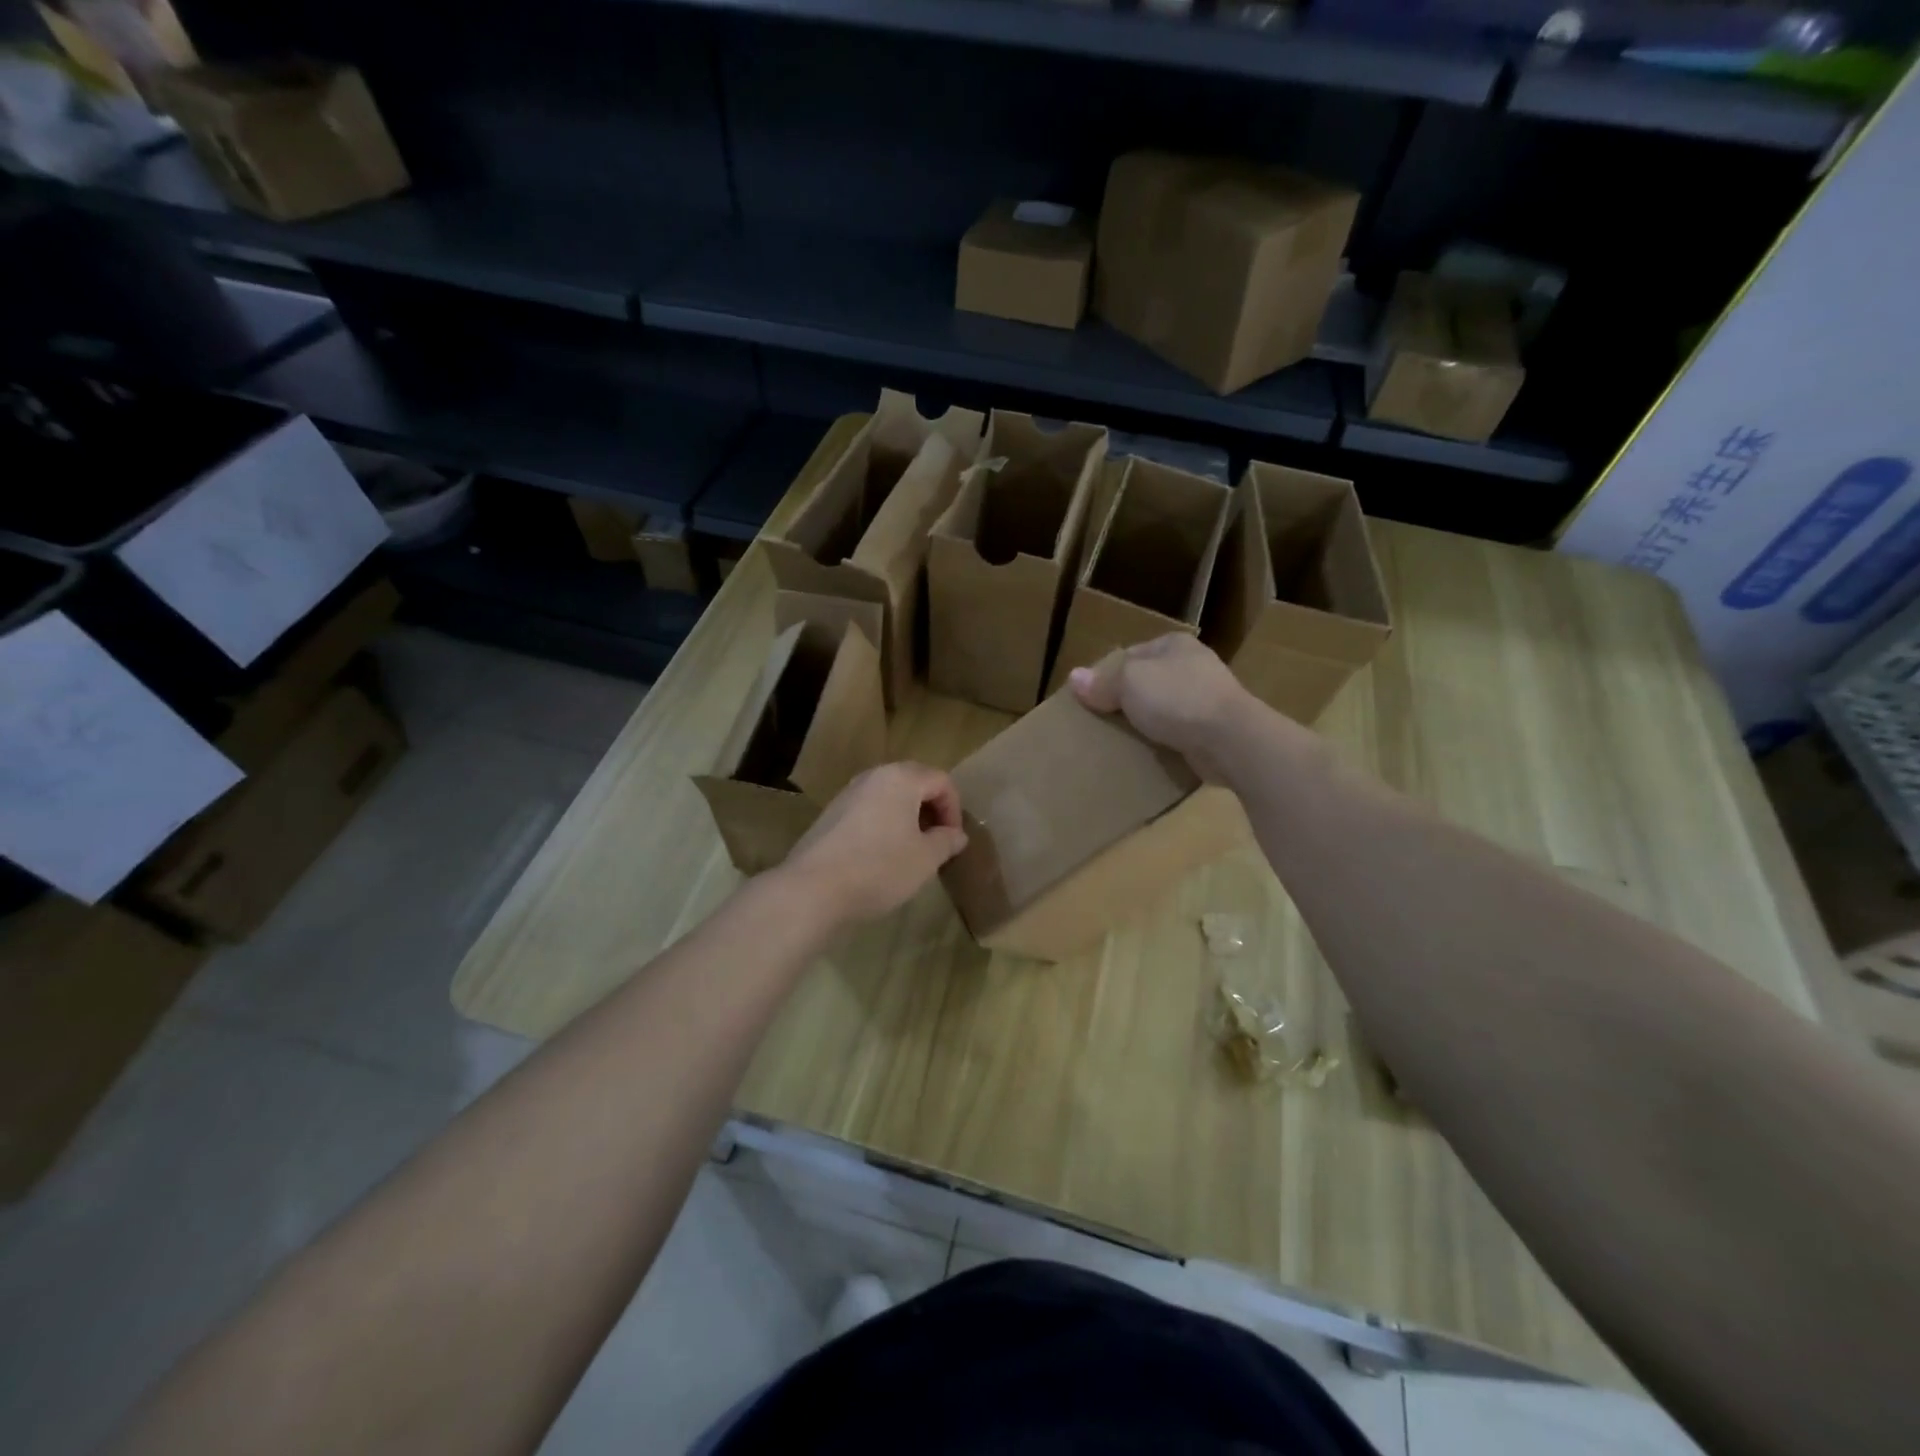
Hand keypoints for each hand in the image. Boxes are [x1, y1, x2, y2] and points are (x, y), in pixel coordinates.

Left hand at [779, 762, 968, 926]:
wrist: (813, 889)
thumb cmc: (879, 868)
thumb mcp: (925, 859)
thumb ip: (946, 841)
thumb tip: (956, 835)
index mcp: (901, 778)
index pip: (941, 781)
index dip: (954, 810)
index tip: (953, 841)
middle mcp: (873, 776)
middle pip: (914, 782)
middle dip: (931, 810)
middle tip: (937, 842)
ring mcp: (848, 793)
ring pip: (889, 796)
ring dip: (907, 817)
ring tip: (911, 850)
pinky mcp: (830, 814)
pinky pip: (868, 809)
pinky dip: (883, 824)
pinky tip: (881, 855)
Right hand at [1068, 636, 1265, 781]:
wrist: (1230, 740)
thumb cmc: (1177, 698)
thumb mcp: (1129, 682)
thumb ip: (1102, 682)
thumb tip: (1074, 678)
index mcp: (1175, 644)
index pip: (1131, 654)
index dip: (1108, 674)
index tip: (1090, 698)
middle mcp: (1193, 666)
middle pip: (1147, 682)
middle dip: (1126, 701)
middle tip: (1101, 722)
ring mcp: (1208, 699)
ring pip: (1163, 709)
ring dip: (1146, 724)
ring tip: (1120, 741)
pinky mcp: (1214, 730)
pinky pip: (1178, 733)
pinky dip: (1164, 743)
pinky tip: (1148, 755)